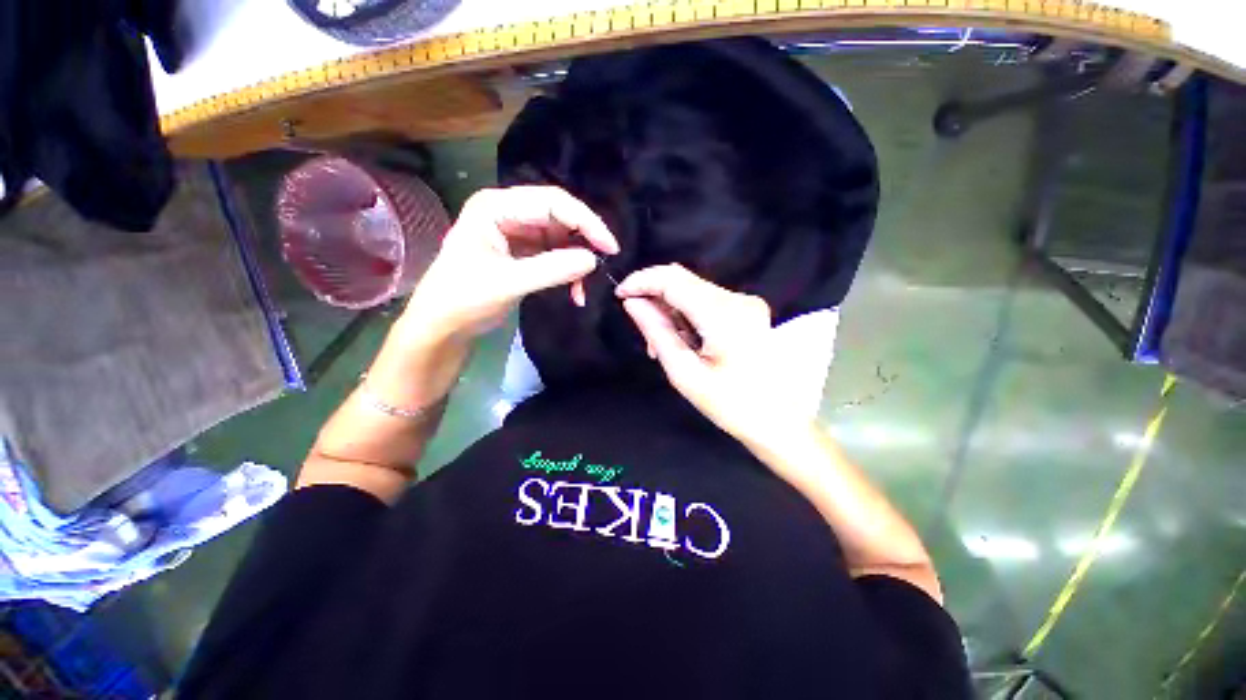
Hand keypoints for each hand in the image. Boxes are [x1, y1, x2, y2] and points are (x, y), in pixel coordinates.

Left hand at [401, 186, 618, 341]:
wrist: (443, 325)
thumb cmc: (463, 299)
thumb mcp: (507, 283)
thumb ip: (551, 269)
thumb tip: (593, 261)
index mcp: (496, 207)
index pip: (552, 202)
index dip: (585, 222)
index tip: (609, 247)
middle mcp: (508, 213)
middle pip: (559, 217)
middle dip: (584, 241)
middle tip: (604, 264)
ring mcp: (517, 233)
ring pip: (561, 238)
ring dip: (577, 261)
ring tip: (584, 288)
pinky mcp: (523, 252)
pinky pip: (555, 255)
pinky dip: (568, 272)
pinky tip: (574, 292)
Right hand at [617, 264, 815, 449]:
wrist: (780, 421)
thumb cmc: (732, 405)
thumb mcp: (685, 373)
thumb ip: (657, 332)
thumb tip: (632, 303)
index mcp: (723, 315)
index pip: (673, 279)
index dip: (642, 281)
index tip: (620, 295)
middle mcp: (738, 299)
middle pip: (683, 280)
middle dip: (654, 297)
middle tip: (643, 331)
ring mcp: (746, 302)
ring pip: (692, 290)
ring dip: (669, 308)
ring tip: (662, 344)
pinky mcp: (747, 309)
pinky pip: (706, 300)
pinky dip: (686, 313)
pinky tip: (683, 339)